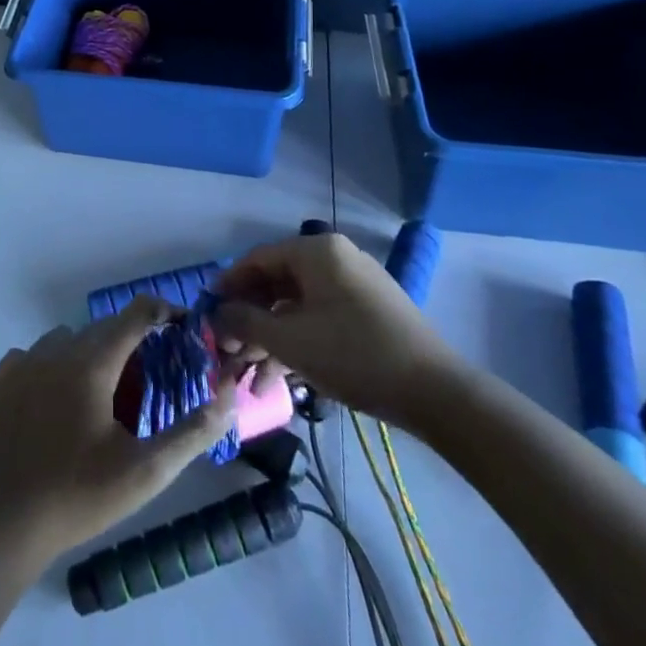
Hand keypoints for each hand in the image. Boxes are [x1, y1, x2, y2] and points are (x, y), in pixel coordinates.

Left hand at [0, 297, 236, 561]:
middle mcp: (56, 350)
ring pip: (69, 337)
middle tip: (149, 377)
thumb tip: (227, 398)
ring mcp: (24, 361)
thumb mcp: (146, 472)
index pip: (135, 315)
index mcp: (91, 364)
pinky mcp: (3, 378)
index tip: (183, 326)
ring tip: (103, 393)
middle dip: (131, 340)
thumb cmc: (81, 497)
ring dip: (92, 352)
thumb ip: (191, 433)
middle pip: (104, 327)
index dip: (163, 312)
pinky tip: (60, 399)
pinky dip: (55, 364)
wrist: (8, 523)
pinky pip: (37, 353)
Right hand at [214, 232, 460, 431]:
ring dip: (272, 340)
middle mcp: (335, 259)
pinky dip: (299, 343)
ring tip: (252, 378)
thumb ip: (246, 322)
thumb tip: (216, 313)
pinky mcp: (369, 314)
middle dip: (250, 320)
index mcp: (317, 251)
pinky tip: (282, 379)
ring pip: (298, 306)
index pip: (257, 259)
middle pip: (277, 283)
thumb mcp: (290, 341)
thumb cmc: (354, 355)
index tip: (208, 314)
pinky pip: (321, 319)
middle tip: (229, 351)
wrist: (437, 394)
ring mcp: (355, 286)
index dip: (228, 287)